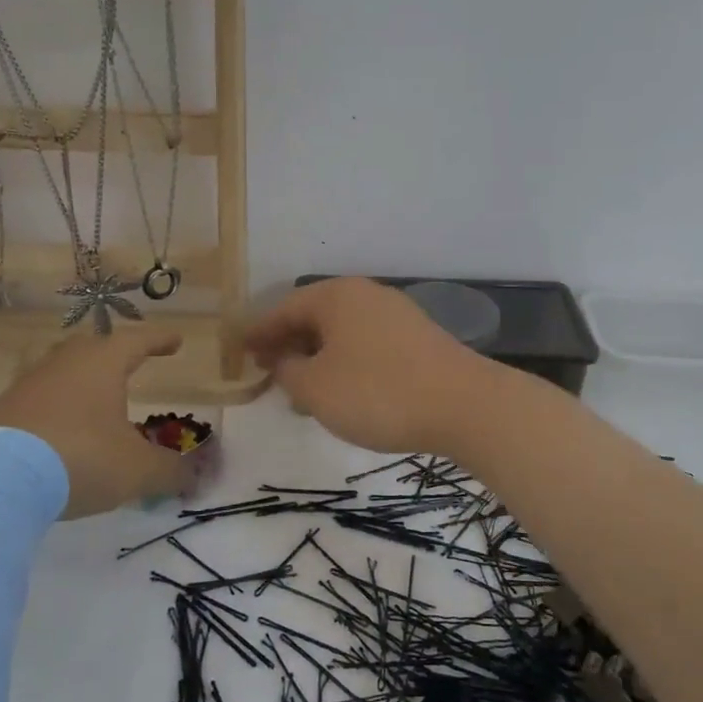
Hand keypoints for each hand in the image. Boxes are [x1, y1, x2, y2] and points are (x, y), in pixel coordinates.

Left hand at [0, 327, 193, 516]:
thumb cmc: (80, 457)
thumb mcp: (137, 469)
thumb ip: (170, 471)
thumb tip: (196, 475)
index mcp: (102, 364)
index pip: (137, 341)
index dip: (159, 341)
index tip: (176, 341)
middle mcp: (63, 364)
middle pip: (93, 348)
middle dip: (114, 354)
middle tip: (130, 363)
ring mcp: (26, 386)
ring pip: (61, 373)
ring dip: (82, 384)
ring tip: (96, 403)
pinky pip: (37, 402)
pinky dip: (55, 411)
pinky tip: (59, 434)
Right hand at [242, 278, 499, 455]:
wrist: (463, 405)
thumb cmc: (377, 393)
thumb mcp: (316, 388)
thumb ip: (288, 372)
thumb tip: (284, 361)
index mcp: (336, 296)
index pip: (284, 308)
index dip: (259, 332)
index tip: (239, 351)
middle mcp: (366, 295)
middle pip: (315, 317)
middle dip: (288, 344)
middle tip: (267, 371)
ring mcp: (396, 315)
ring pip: (342, 333)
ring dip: (317, 358)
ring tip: (301, 389)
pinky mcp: (418, 340)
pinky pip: (366, 345)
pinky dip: (345, 364)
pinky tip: (343, 392)